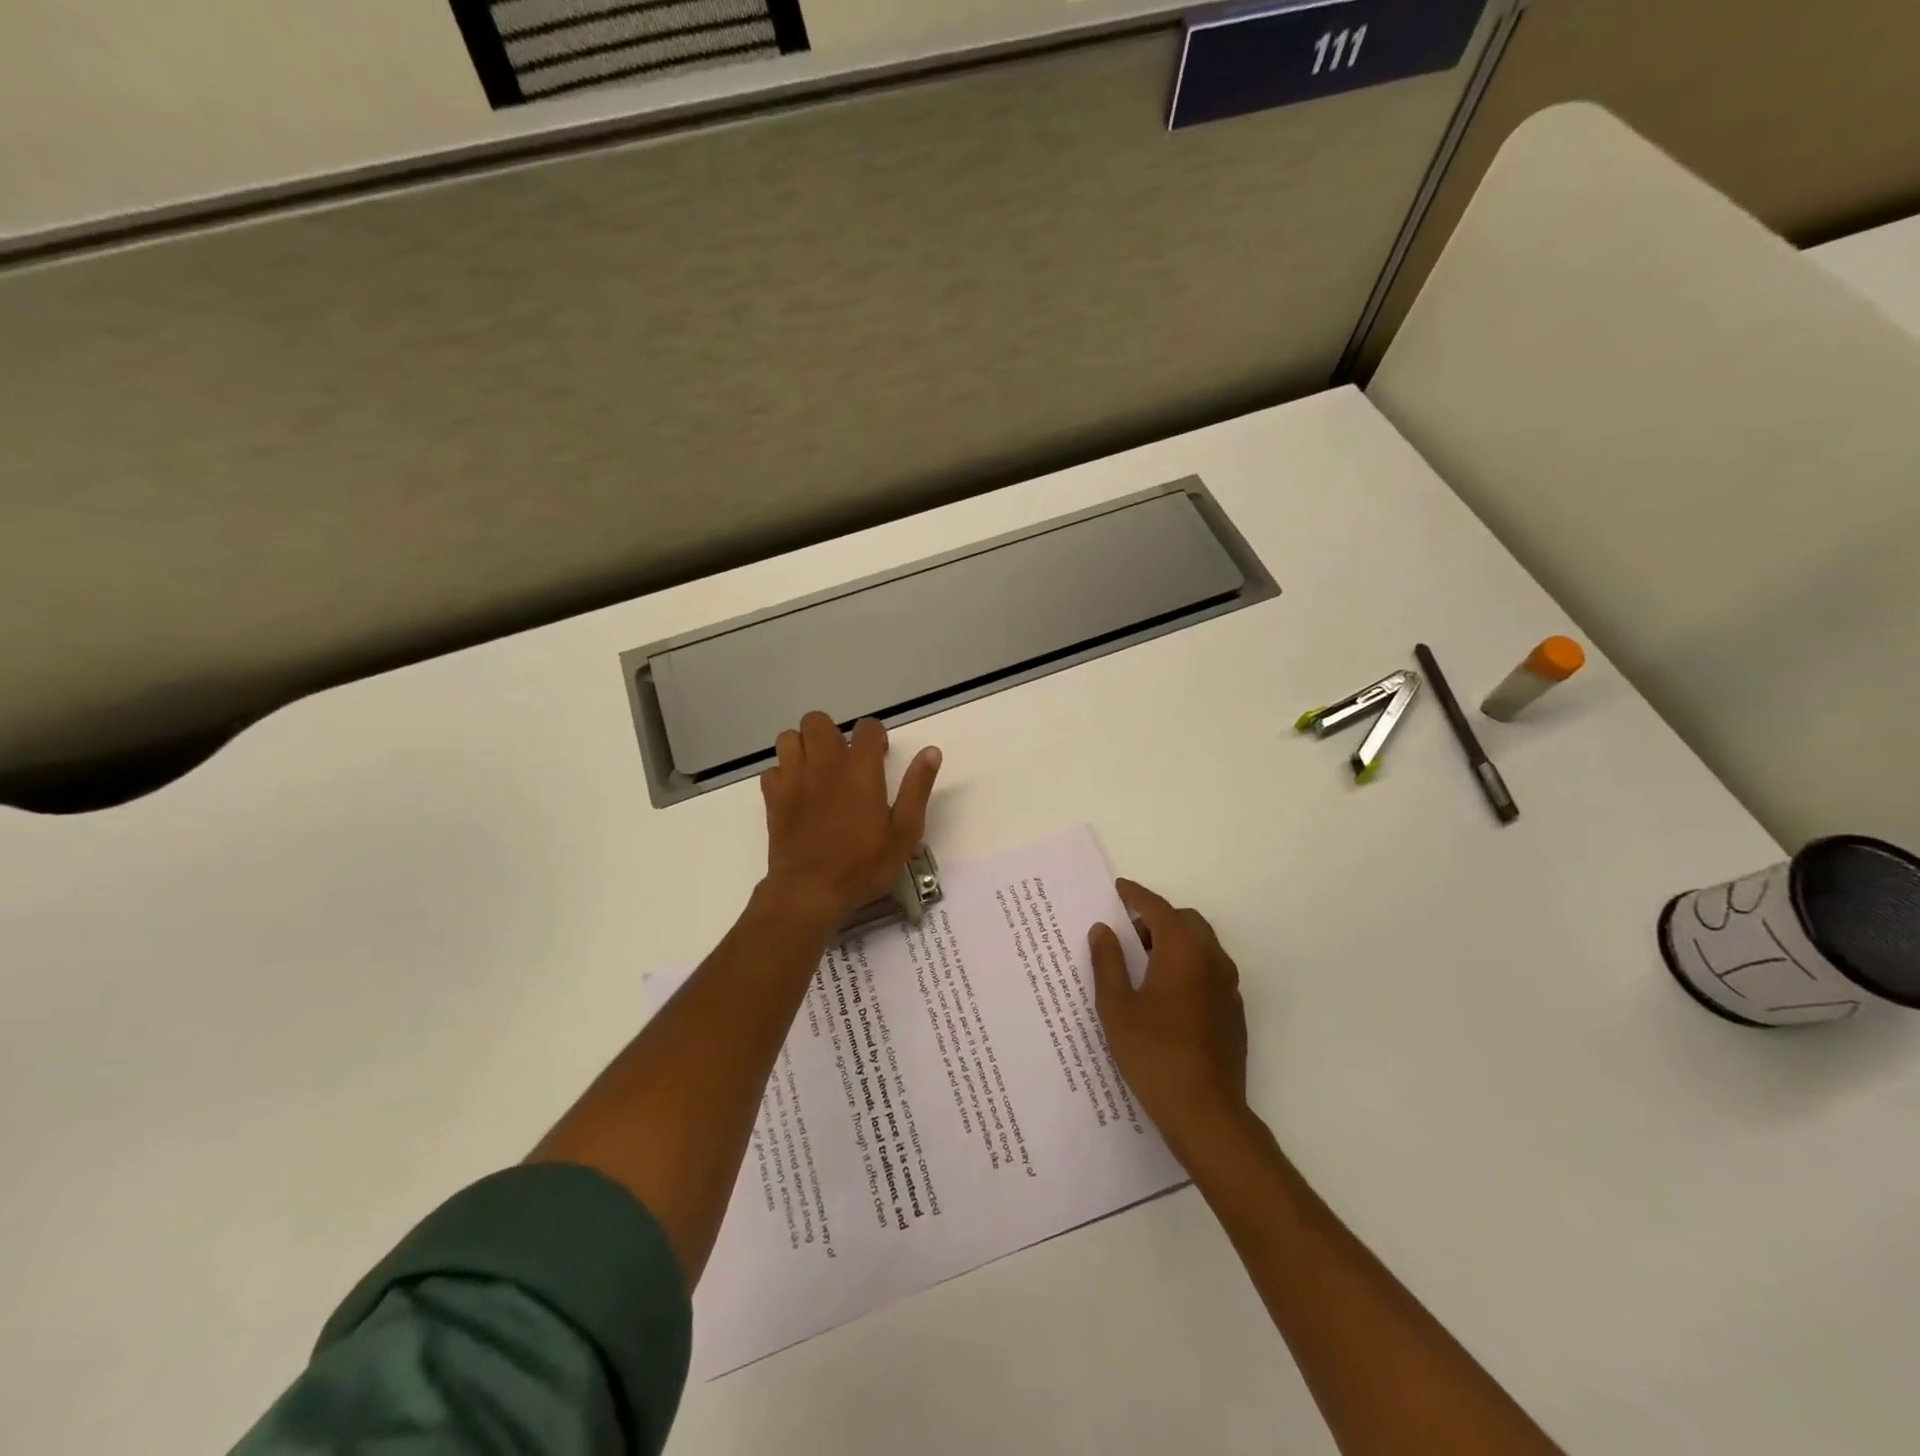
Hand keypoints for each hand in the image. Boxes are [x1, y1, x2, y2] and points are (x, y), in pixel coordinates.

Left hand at [759, 712, 941, 929]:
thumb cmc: (863, 864)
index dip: (875, 737)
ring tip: (817, 771)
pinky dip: (784, 775)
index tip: (880, 757)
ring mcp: (794, 778)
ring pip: (789, 738)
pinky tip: (796, 793)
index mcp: (860, 768)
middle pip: (818, 722)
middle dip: (832, 734)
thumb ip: (916, 788)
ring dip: (803, 748)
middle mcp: (824, 763)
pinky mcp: (773, 797)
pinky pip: (773, 769)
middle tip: (844, 761)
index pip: (867, 727)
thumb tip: (931, 751)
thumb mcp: (904, 832)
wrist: (810, 891)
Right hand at [1090, 878, 1249, 1155]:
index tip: (1118, 888)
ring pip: (1201, 945)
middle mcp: (1212, 960)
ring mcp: (1228, 986)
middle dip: (1157, 917)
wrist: (1206, 1112)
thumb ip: (1108, 962)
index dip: (1135, 896)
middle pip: (1185, 921)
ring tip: (1142, 960)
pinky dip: (1187, 963)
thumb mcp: (1117, 1007)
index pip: (1157, 909)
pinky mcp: (1233, 1011)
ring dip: (1174, 940)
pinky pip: (1209, 969)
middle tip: (1127, 930)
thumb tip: (1103, 930)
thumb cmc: (1153, 1054)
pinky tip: (1164, 991)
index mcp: (1183, 951)